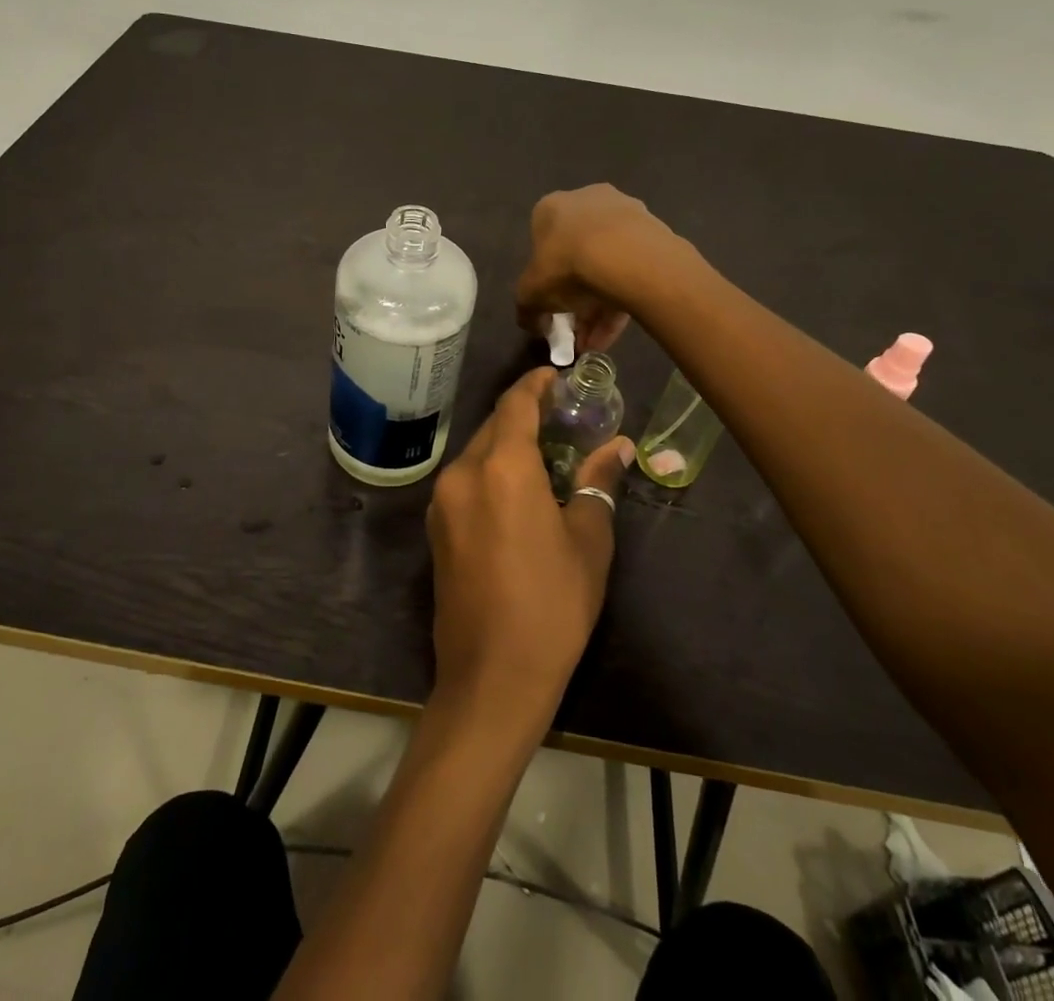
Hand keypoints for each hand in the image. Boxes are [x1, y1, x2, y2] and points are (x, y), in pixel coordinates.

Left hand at [426, 368, 634, 730]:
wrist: (491, 676)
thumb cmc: (552, 605)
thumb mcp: (588, 541)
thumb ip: (597, 483)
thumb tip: (617, 446)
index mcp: (501, 468)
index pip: (515, 404)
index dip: (536, 384)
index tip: (558, 376)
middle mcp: (462, 473)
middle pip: (494, 425)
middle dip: (524, 414)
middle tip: (562, 417)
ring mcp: (442, 501)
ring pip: (477, 453)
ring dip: (506, 444)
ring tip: (545, 452)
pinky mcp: (436, 528)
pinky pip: (465, 480)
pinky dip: (490, 471)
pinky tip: (517, 489)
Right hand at [514, 185, 681, 353]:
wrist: (627, 256)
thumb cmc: (566, 265)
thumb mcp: (531, 293)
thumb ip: (526, 308)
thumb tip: (532, 322)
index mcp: (551, 208)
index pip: (542, 245)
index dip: (545, 280)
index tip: (551, 307)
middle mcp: (587, 201)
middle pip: (578, 256)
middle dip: (575, 298)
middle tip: (576, 328)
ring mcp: (625, 214)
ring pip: (607, 265)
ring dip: (599, 306)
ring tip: (596, 342)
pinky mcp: (653, 232)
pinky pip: (632, 270)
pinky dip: (622, 300)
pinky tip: (615, 332)